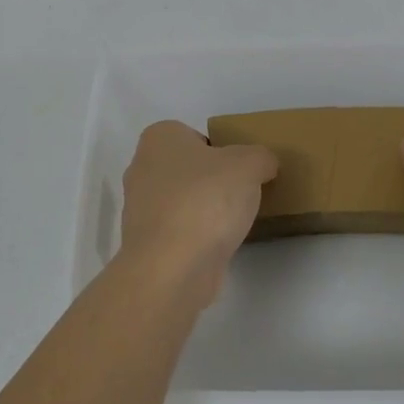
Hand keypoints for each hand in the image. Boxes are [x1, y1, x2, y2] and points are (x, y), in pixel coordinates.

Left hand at [120, 121, 277, 307]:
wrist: (172, 267)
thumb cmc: (206, 200)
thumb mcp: (249, 164)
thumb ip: (260, 157)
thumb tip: (263, 165)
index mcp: (159, 138)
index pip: (195, 136)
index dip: (221, 151)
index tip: (240, 171)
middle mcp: (141, 168)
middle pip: (188, 170)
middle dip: (211, 181)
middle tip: (240, 195)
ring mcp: (139, 209)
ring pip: (182, 201)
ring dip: (204, 211)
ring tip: (232, 224)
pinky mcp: (146, 243)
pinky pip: (178, 231)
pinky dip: (196, 237)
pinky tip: (216, 246)